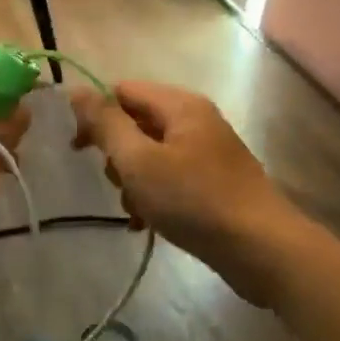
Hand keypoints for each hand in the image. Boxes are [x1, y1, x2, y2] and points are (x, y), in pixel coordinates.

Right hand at [69, 81, 286, 300]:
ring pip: (150, 155)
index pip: (122, 91)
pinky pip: (170, 178)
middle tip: (118, 184)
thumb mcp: (139, 161)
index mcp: (180, 105)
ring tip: (137, 211)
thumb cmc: (194, 200)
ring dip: (133, 182)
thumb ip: (106, 124)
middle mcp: (195, 120)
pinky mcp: (213, 182)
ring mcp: (207, 152)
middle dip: (118, 155)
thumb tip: (77, 91)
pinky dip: (154, 196)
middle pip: (136, 123)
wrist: (262, 249)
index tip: (79, 150)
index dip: (96, 115)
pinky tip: (147, 224)